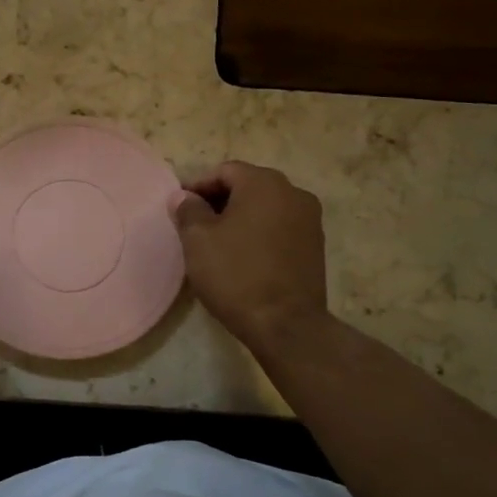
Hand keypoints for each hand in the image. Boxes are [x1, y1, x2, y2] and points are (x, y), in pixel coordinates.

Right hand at [173, 162, 328, 353]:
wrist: (286, 325)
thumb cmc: (236, 274)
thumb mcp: (198, 240)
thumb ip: (188, 210)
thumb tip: (183, 196)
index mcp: (264, 183)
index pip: (225, 171)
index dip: (198, 186)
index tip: (180, 207)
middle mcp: (293, 192)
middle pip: (248, 185)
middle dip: (220, 200)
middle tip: (195, 223)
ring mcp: (310, 219)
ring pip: (266, 207)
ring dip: (241, 216)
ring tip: (218, 241)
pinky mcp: (316, 245)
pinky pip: (280, 227)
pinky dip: (260, 232)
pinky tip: (244, 255)